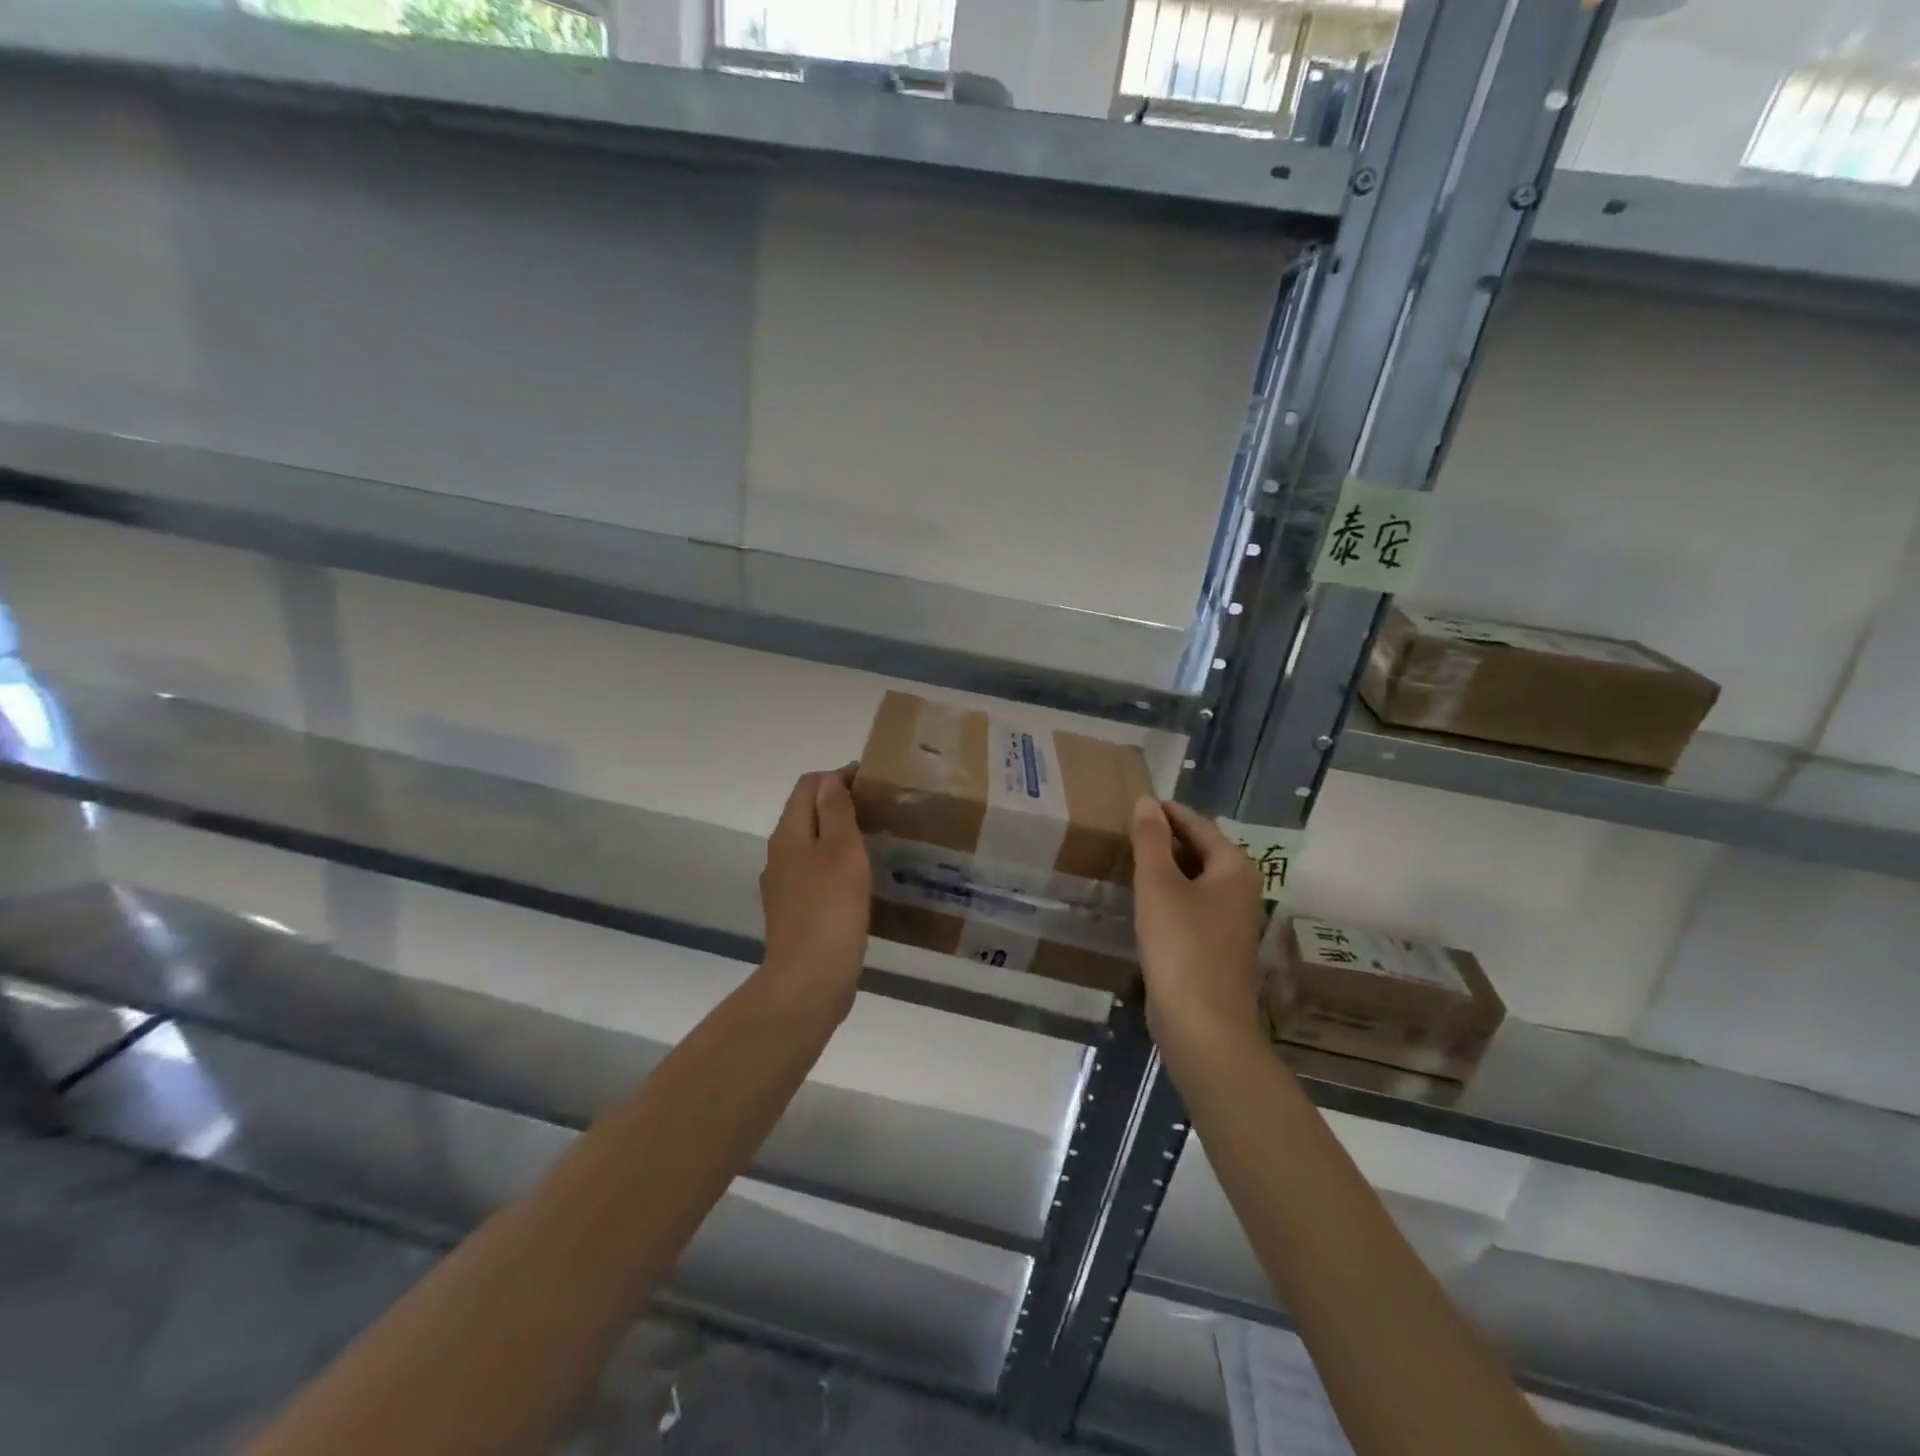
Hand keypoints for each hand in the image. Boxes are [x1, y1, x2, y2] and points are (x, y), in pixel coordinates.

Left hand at [759, 766, 870, 1014]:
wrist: (808, 982)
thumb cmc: (830, 909)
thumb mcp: (841, 851)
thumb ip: (835, 811)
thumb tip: (830, 779)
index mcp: (788, 835)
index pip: (808, 786)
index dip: (838, 776)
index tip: (872, 782)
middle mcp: (780, 856)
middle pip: (806, 814)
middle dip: (838, 804)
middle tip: (879, 809)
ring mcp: (784, 887)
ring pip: (811, 846)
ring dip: (838, 836)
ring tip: (875, 841)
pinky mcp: (796, 913)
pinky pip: (816, 875)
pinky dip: (837, 866)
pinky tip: (861, 881)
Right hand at [1130, 799, 1265, 1043]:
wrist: (1203, 1026)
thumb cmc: (1181, 946)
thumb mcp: (1158, 885)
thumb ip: (1150, 840)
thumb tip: (1147, 801)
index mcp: (1234, 869)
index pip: (1199, 825)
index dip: (1168, 812)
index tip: (1139, 803)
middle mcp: (1242, 891)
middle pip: (1202, 852)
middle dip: (1167, 840)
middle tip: (1129, 830)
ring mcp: (1233, 923)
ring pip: (1197, 881)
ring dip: (1168, 869)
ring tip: (1131, 860)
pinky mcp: (1218, 950)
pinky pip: (1193, 908)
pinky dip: (1171, 897)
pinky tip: (1145, 903)